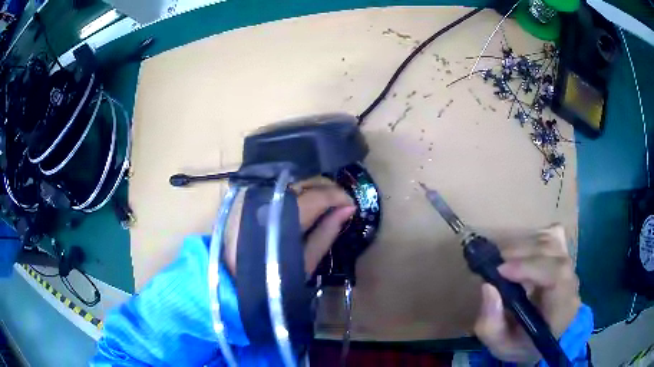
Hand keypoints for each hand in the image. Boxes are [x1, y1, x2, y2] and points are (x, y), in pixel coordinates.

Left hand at [224, 177, 354, 274]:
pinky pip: (279, 185)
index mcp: (283, 215)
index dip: (339, 196)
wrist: (235, 278)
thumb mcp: (307, 260)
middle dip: (327, 187)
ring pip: (292, 179)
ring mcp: (256, 193)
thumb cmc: (274, 276)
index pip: (318, 195)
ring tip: (324, 201)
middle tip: (340, 202)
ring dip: (312, 186)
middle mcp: (268, 197)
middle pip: (305, 180)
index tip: (351, 204)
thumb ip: (328, 231)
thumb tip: (348, 209)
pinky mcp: (248, 194)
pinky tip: (303, 200)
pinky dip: (295, 189)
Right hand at [473, 225, 580, 362]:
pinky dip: (533, 238)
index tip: (501, 271)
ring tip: (504, 261)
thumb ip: (491, 324)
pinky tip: (521, 253)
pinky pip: (552, 234)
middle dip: (520, 254)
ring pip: (550, 239)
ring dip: (523, 245)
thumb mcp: (500, 345)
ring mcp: (570, 263)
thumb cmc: (523, 344)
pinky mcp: (564, 254)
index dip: (529, 266)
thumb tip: (488, 286)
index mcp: (561, 308)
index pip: (556, 275)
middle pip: (552, 252)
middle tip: (494, 265)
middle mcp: (571, 280)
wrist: (544, 336)